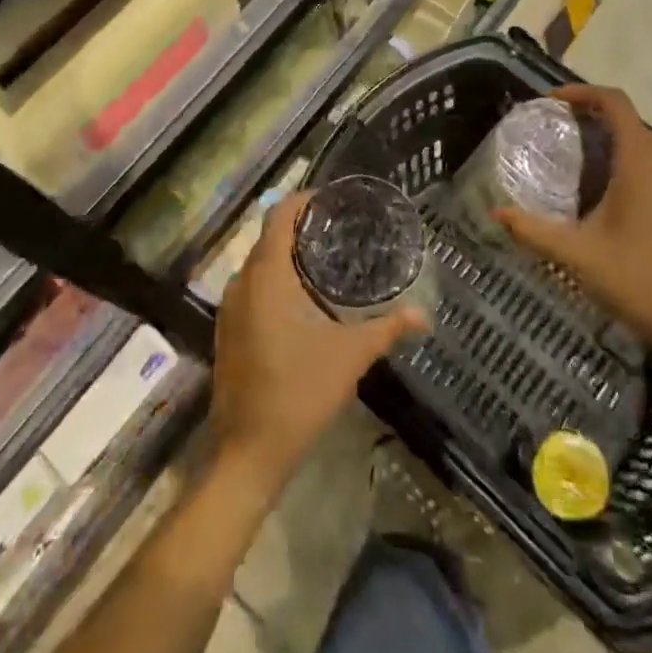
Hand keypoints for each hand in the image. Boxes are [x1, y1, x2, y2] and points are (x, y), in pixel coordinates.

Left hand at [209, 191, 426, 489]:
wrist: (247, 453)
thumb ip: (388, 329)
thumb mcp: (350, 356)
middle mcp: (242, 282)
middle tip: (339, 228)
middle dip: (301, 227)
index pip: (279, 215)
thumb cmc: (299, 393)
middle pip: (269, 237)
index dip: (303, 200)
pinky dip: (275, 279)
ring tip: (326, 258)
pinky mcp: (228, 330)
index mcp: (267, 276)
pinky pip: (252, 287)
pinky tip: (303, 298)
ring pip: (259, 264)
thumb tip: (424, 315)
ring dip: (287, 255)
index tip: (333, 199)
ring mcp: (230, 308)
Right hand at [496, 85, 651, 363]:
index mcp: (641, 161)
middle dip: (596, 118)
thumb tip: (497, 214)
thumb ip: (534, 231)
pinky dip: (640, 165)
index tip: (552, 102)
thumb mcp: (579, 257)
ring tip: (588, 165)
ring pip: (651, 144)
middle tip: (563, 135)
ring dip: (619, 142)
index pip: (614, 102)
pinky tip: (622, 200)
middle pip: (631, 121)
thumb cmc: (641, 282)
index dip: (582, 92)